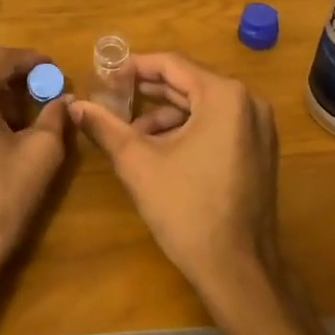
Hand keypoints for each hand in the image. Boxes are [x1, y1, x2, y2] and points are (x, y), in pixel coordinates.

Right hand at [69, 53, 281, 304]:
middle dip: (148, 91)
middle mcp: (249, 102)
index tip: (105, 74)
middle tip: (112, 98)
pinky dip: (188, 129)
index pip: (172, 64)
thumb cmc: (186, 210)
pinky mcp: (260, 150)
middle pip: (189, 83)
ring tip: (130, 133)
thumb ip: (105, 127)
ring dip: (166, 114)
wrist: (237, 270)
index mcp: (224, 96)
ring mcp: (259, 128)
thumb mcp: (138, 163)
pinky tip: (160, 149)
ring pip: (202, 106)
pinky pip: (218, 125)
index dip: (134, 66)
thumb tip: (75, 105)